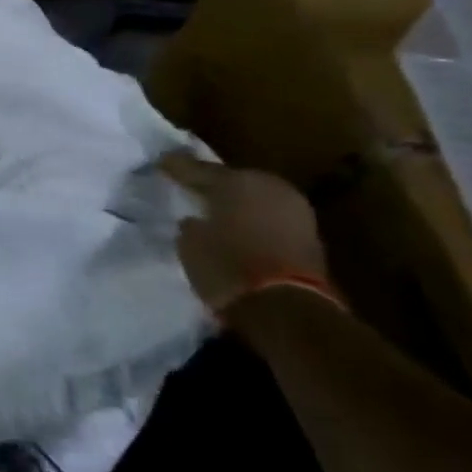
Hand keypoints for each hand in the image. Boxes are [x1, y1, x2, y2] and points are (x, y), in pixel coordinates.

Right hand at [160, 153, 326, 312]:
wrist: (286, 308)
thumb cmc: (227, 266)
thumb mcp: (190, 243)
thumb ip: (192, 225)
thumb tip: (194, 221)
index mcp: (236, 181)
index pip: (198, 169)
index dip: (177, 167)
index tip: (162, 163)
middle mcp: (268, 187)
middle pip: (233, 180)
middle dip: (213, 183)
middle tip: (191, 186)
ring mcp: (294, 211)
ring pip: (256, 198)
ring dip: (238, 203)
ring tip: (216, 209)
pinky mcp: (310, 237)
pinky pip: (271, 218)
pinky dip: (255, 221)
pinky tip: (239, 227)